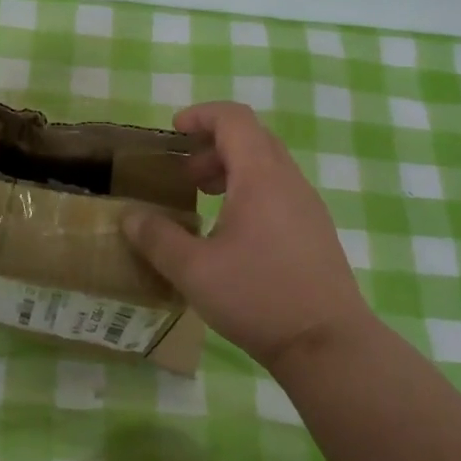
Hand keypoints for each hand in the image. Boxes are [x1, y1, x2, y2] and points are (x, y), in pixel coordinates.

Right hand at [123, 101, 372, 372]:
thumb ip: (157, 238)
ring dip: (232, 168)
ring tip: (204, 199)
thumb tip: (131, 217)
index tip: (174, 132)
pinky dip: (250, 190)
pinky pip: (279, 190)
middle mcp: (288, 180)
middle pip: (251, 137)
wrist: (329, 345)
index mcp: (260, 176)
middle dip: (213, 144)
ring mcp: (307, 205)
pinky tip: (233, 232)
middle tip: (185, 174)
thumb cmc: (258, 297)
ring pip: (267, 164)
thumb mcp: (194, 270)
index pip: (234, 118)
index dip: (201, 115)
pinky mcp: (315, 230)